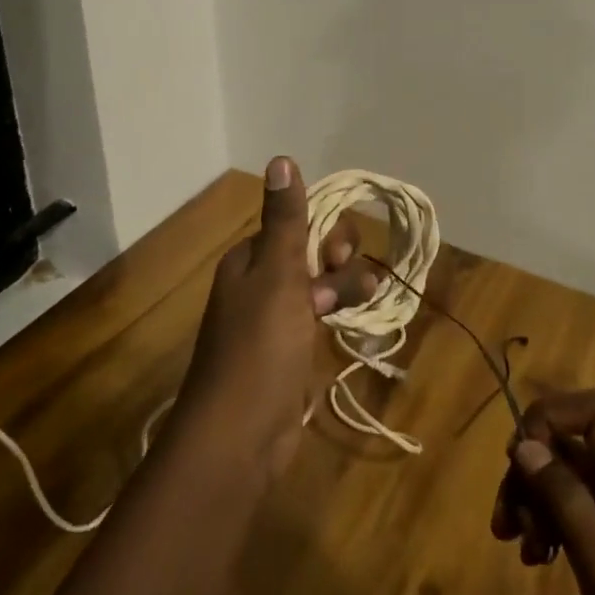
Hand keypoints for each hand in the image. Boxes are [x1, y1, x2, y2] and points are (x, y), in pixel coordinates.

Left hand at [175, 157, 377, 477]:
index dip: (324, 234)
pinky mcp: (290, 350)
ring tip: (355, 308)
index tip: (334, 258)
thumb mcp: (276, 275)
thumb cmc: (259, 348)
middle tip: (339, 289)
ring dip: (344, 288)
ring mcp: (275, 319)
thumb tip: (280, 158)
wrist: (239, 436)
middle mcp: (261, 282)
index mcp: (251, 259)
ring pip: (321, 284)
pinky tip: (355, 324)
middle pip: (312, 252)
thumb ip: (285, 219)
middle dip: (337, 263)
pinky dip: (338, 315)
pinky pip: (320, 317)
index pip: (297, 224)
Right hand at [493, 390, 594, 594]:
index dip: (555, 415)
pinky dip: (542, 528)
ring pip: (564, 482)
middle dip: (533, 467)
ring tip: (513, 541)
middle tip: (507, 513)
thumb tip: (524, 443)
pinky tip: (531, 560)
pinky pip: (566, 520)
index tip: (519, 453)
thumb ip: (570, 506)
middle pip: (572, 447)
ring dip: (531, 499)